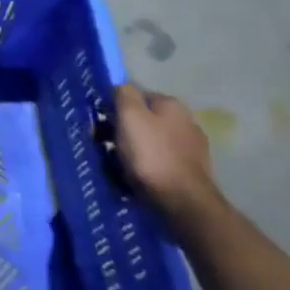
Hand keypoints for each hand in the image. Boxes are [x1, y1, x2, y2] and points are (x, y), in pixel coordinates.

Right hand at [105, 83, 225, 226]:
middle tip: (103, 145)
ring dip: (134, 149)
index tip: (99, 123)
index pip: (136, 96)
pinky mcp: (191, 171)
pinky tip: (137, 177)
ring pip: (151, 142)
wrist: (183, 202)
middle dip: (123, 130)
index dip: (115, 107)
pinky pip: (160, 162)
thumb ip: (123, 94)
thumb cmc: (151, 155)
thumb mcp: (130, 116)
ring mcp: (191, 148)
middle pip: (144, 120)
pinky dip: (147, 166)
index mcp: (172, 104)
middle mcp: (186, 121)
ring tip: (117, 165)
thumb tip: (120, 87)